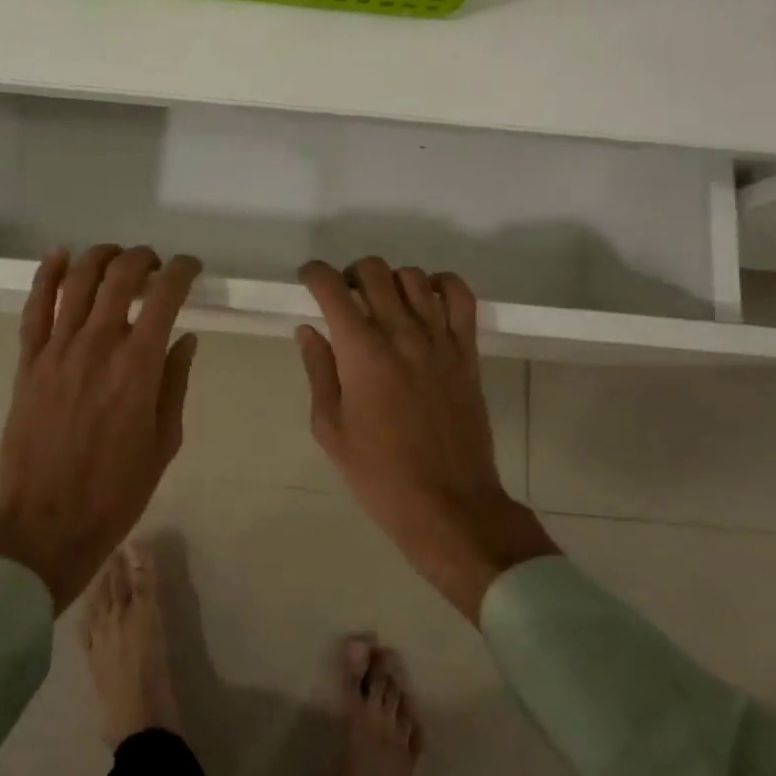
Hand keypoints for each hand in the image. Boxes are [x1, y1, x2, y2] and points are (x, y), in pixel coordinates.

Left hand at [0, 245, 201, 612]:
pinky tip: (59, 255)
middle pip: (120, 275)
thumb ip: (175, 382)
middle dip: (144, 258)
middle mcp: (98, 345)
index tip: (191, 268)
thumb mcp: (164, 441)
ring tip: (116, 257)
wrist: (46, 524)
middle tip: (155, 265)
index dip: (183, 270)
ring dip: (101, 256)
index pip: (165, 295)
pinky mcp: (28, 361)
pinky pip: (35, 306)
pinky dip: (46, 274)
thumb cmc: (116, 491)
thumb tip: (185, 339)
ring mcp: (57, 350)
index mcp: (139, 366)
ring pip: (77, 279)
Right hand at [297, 258, 557, 622]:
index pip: (332, 288)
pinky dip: (442, 285)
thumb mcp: (330, 428)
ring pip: (413, 277)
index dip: (314, 274)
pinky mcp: (467, 352)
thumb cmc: (379, 474)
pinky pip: (461, 298)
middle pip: (374, 271)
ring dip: (390, 280)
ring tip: (382, 303)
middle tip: (344, 298)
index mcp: (361, 352)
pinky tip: (426, 300)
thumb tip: (308, 330)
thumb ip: (318, 371)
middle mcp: (401, 333)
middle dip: (350, 274)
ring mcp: (439, 339)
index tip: (308, 279)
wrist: (448, 504)